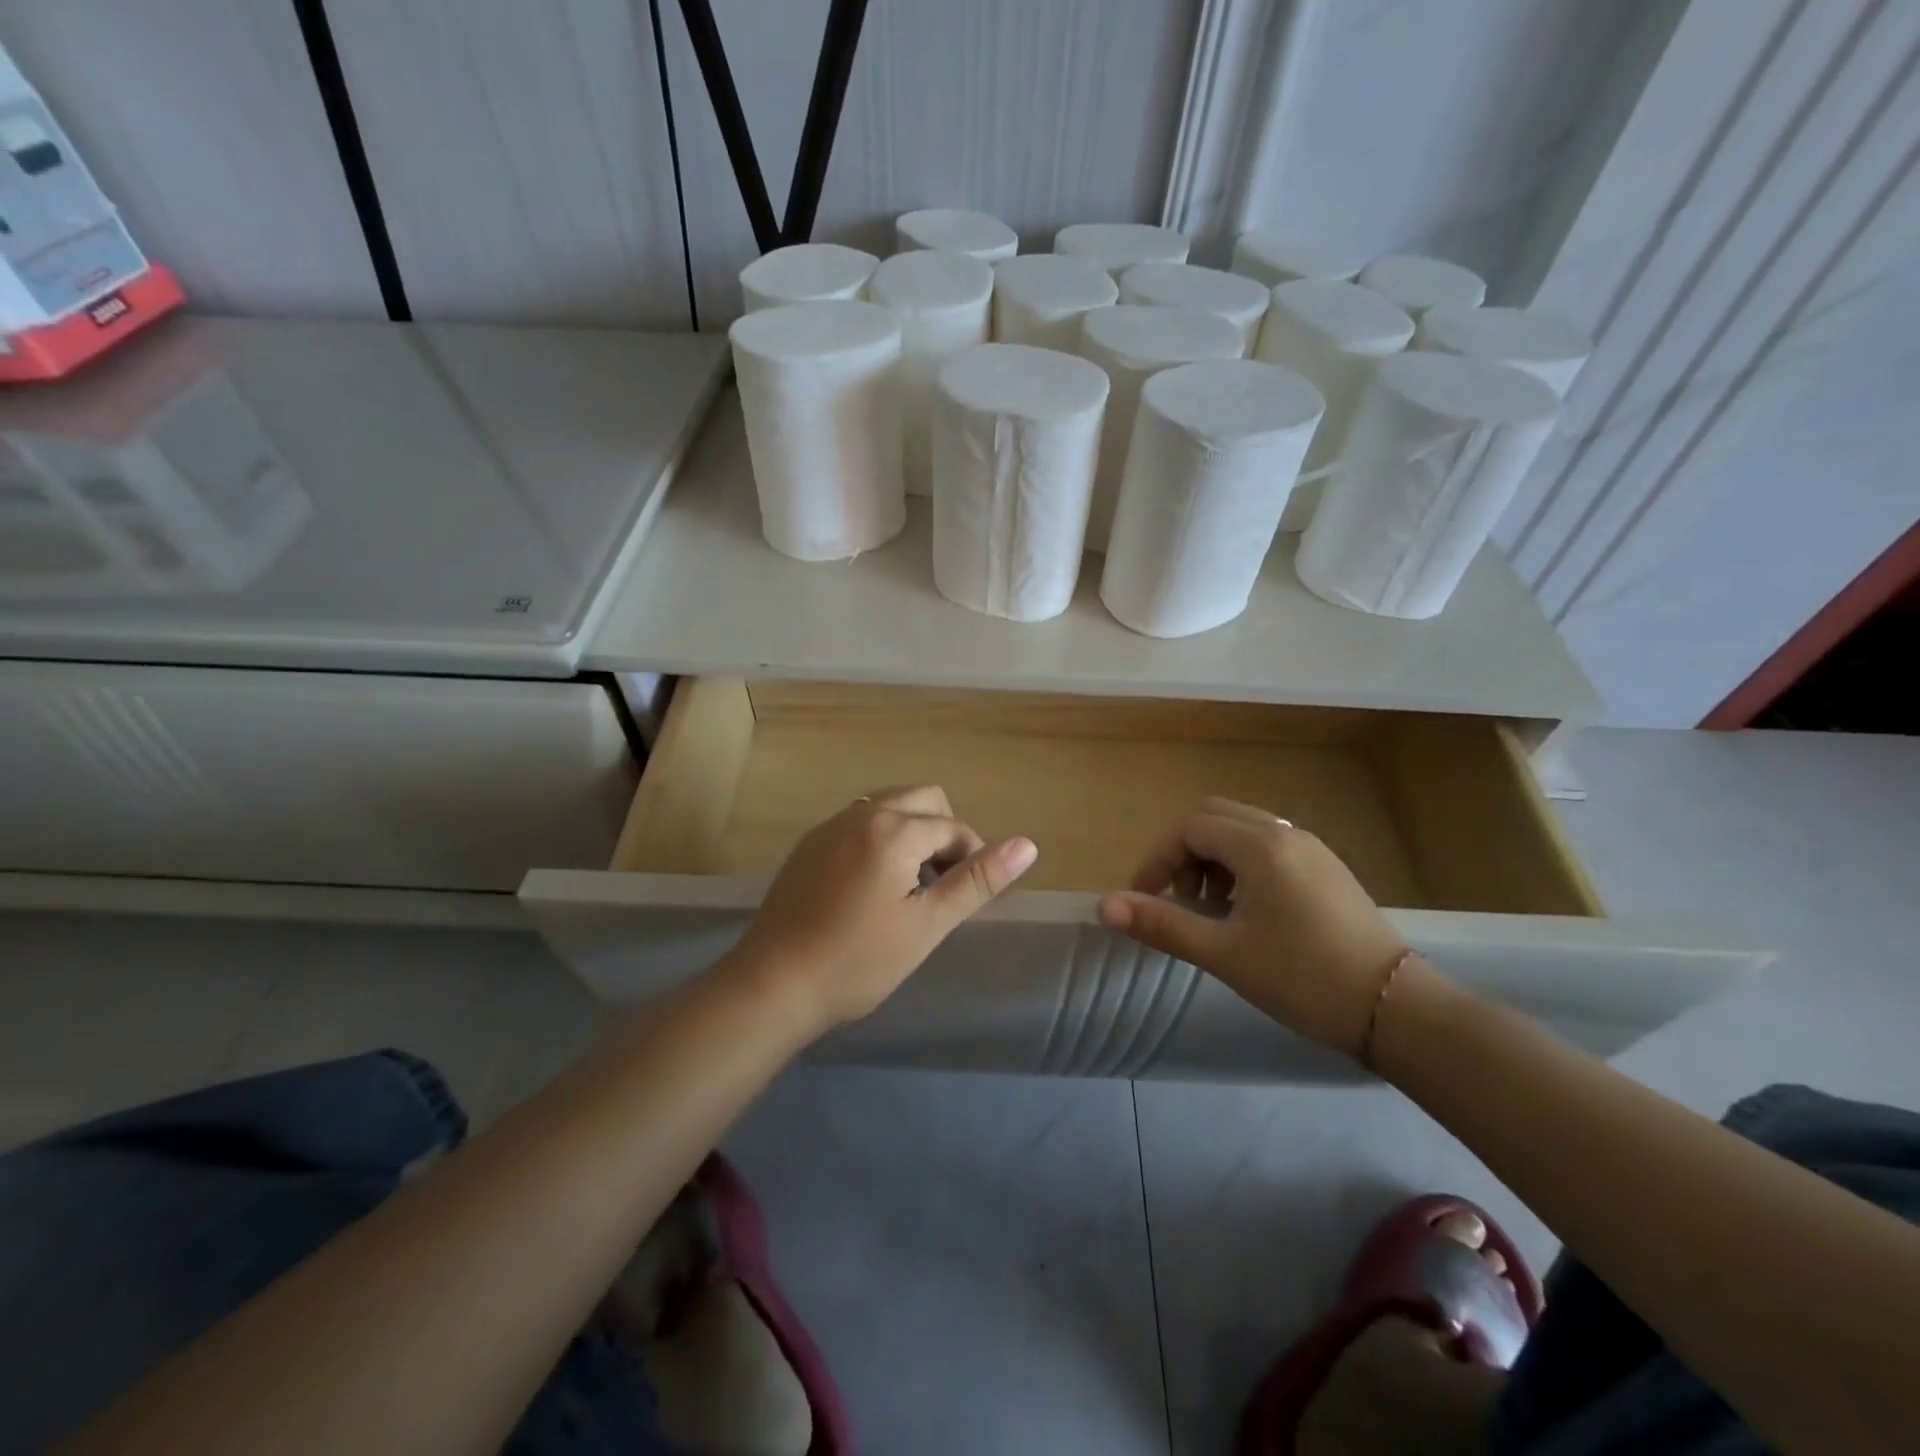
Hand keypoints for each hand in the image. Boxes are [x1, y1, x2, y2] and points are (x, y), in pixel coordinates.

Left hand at [728, 785, 1036, 1032]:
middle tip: (941, 886)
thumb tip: (1028, 845)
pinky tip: (871, 887)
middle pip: (923, 799)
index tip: (966, 899)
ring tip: (911, 886)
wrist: (773, 984)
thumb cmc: (858, 960)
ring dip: (913, 832)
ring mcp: (829, 827)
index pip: (953, 827)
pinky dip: (881, 839)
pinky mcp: (809, 845)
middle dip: (944, 833)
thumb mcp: (927, 924)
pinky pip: (860, 823)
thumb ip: (977, 880)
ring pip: (889, 806)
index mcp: (893, 829)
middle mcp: (861, 814)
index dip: (971, 859)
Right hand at [1098, 797, 1408, 1056]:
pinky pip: (1270, 847)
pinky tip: (1248, 912)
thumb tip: (1105, 906)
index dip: (1157, 859)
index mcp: (1260, 846)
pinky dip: (1242, 866)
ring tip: (1211, 910)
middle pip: (1215, 818)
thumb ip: (1162, 924)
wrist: (1395, 1009)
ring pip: (1243, 831)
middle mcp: (1285, 834)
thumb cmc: (1302, 978)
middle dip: (1184, 853)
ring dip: (1212, 859)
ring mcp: (1312, 849)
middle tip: (1178, 899)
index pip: (1189, 828)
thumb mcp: (1224, 953)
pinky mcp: (1328, 869)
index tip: (1143, 899)